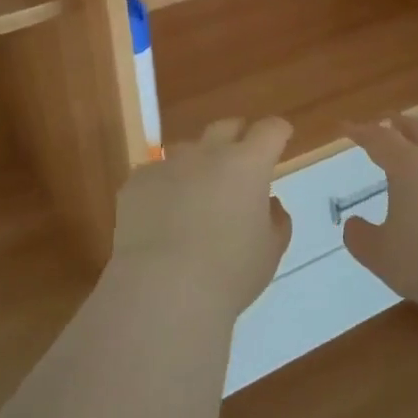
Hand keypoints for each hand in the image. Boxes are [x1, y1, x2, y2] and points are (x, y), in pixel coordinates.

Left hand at [108, 117, 294, 318]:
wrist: (162, 290)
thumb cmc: (229, 274)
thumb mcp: (269, 252)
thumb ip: (275, 220)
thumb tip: (268, 203)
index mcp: (248, 164)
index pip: (270, 130)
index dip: (278, 132)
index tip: (280, 139)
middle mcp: (207, 153)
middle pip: (226, 127)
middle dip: (237, 138)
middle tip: (241, 165)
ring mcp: (168, 163)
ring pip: (187, 150)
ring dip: (197, 165)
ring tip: (196, 197)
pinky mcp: (137, 181)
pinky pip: (156, 175)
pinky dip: (164, 189)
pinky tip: (161, 219)